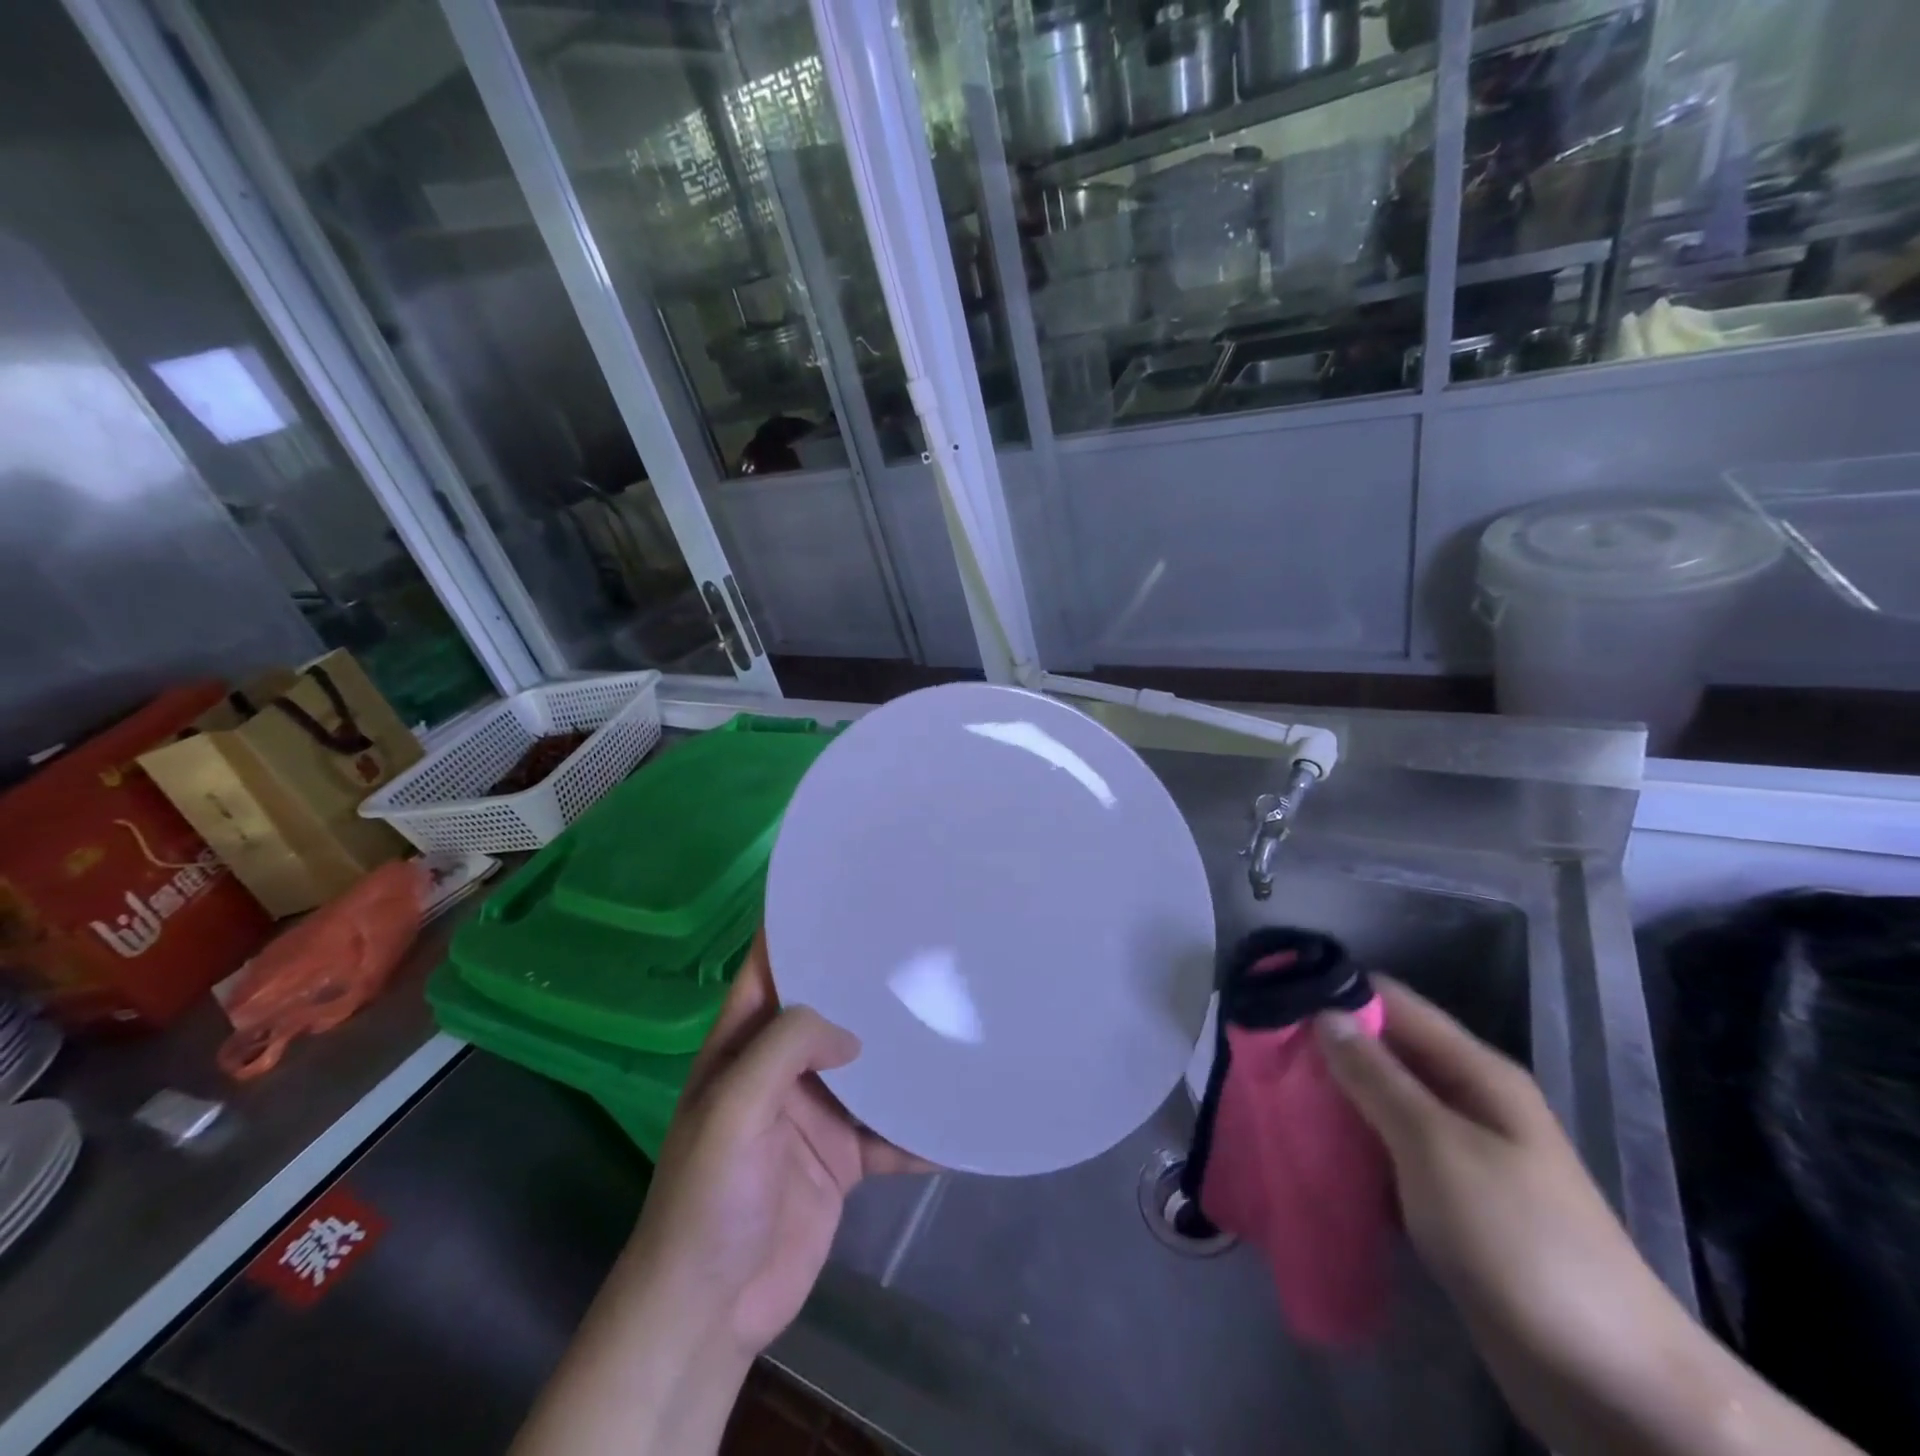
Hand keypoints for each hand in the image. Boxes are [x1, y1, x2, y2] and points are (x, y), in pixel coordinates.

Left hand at [510, 934, 926, 1455]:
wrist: (711, 1312)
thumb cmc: (708, 1198)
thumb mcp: (734, 1109)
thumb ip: (786, 1050)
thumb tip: (853, 1033)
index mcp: (743, 1044)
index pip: (769, 968)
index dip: (798, 929)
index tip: (845, 893)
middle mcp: (782, 1068)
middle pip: (830, 1011)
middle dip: (866, 984)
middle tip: (920, 948)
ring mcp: (817, 1111)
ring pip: (868, 1067)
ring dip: (902, 1052)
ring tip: (951, 1015)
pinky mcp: (843, 1158)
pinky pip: (890, 1131)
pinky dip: (920, 1125)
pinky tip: (959, 1111)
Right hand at [1315, 979, 1861, 1455]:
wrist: (1606, 1380)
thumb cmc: (1519, 1240)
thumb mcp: (1437, 1146)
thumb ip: (1376, 1077)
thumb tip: (1324, 1013)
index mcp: (1475, 1071)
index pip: (1394, 1003)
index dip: (1335, 993)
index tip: (1273, 998)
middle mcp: (1466, 1100)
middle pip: (1383, 1051)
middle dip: (1324, 1048)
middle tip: (1260, 1054)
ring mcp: (1458, 1152)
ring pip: (1379, 1103)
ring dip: (1331, 1099)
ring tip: (1269, 1096)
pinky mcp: (1446, 1199)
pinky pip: (1385, 1151)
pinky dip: (1348, 1146)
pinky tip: (1306, 1149)